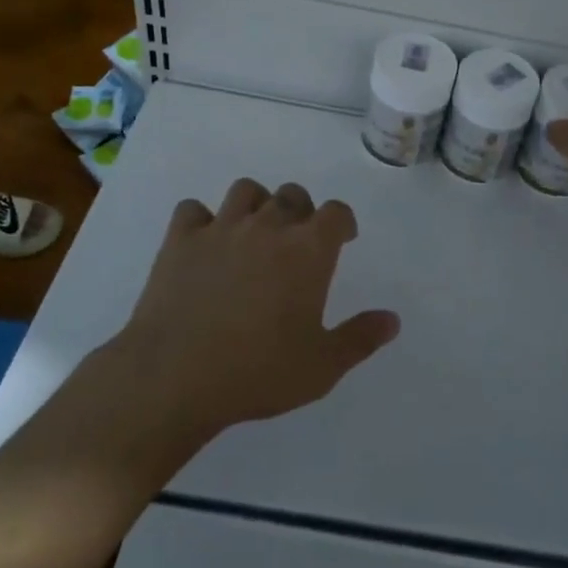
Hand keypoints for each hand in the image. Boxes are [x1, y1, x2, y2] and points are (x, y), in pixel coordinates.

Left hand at [113, 179, 399, 436]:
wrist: (174, 376)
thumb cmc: (258, 372)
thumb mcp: (322, 367)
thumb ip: (361, 338)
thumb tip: (392, 319)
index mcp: (308, 250)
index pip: (336, 213)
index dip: (343, 222)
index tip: (342, 240)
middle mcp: (268, 227)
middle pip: (293, 194)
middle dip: (302, 211)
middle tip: (297, 242)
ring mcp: (221, 228)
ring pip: (246, 190)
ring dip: (256, 205)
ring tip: (254, 233)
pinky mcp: (180, 240)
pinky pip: (193, 209)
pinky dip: (202, 220)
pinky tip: (205, 244)